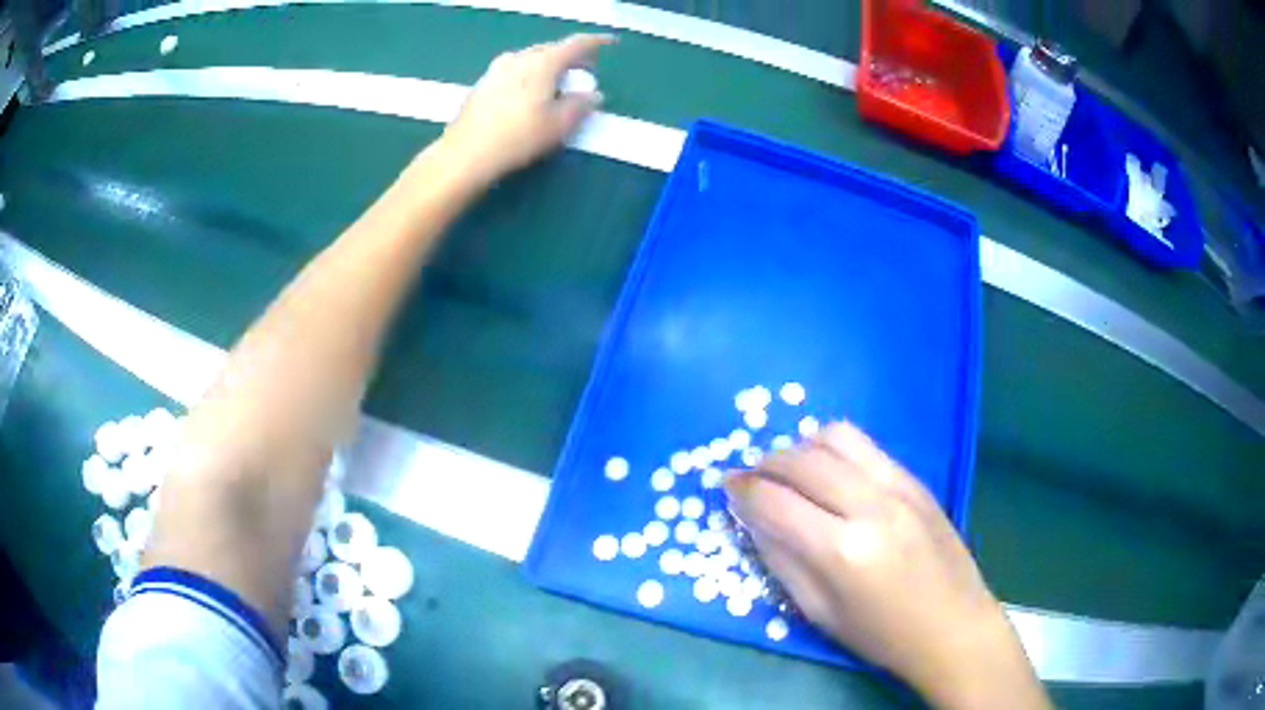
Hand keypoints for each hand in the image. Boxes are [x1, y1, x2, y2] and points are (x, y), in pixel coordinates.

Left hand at [440, 34, 614, 186]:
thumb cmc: (518, 137)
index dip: (595, 42)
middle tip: (584, 73)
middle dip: (571, 58)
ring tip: (557, 84)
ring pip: (531, 59)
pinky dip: (529, 75)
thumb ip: (580, 105)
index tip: (609, 43)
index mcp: (543, 62)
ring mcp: (497, 69)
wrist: (466, 153)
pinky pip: (515, 71)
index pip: (576, 44)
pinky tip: (529, 94)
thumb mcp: (559, 125)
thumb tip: (592, 95)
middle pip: (551, 50)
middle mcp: (519, 58)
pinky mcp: (483, 84)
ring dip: (548, 67)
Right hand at [725, 423, 1048, 708]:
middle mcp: (870, 505)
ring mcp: (899, 485)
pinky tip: (828, 470)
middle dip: (764, 463)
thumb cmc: (881, 634)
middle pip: (802, 460)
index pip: (775, 502)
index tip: (725, 486)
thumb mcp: (819, 612)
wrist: (953, 626)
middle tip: (751, 478)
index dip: (742, 490)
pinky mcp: (916, 479)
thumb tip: (752, 518)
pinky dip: (834, 448)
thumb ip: (781, 560)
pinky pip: (865, 445)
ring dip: (800, 446)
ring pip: (835, 437)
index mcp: (842, 551)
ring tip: (789, 470)